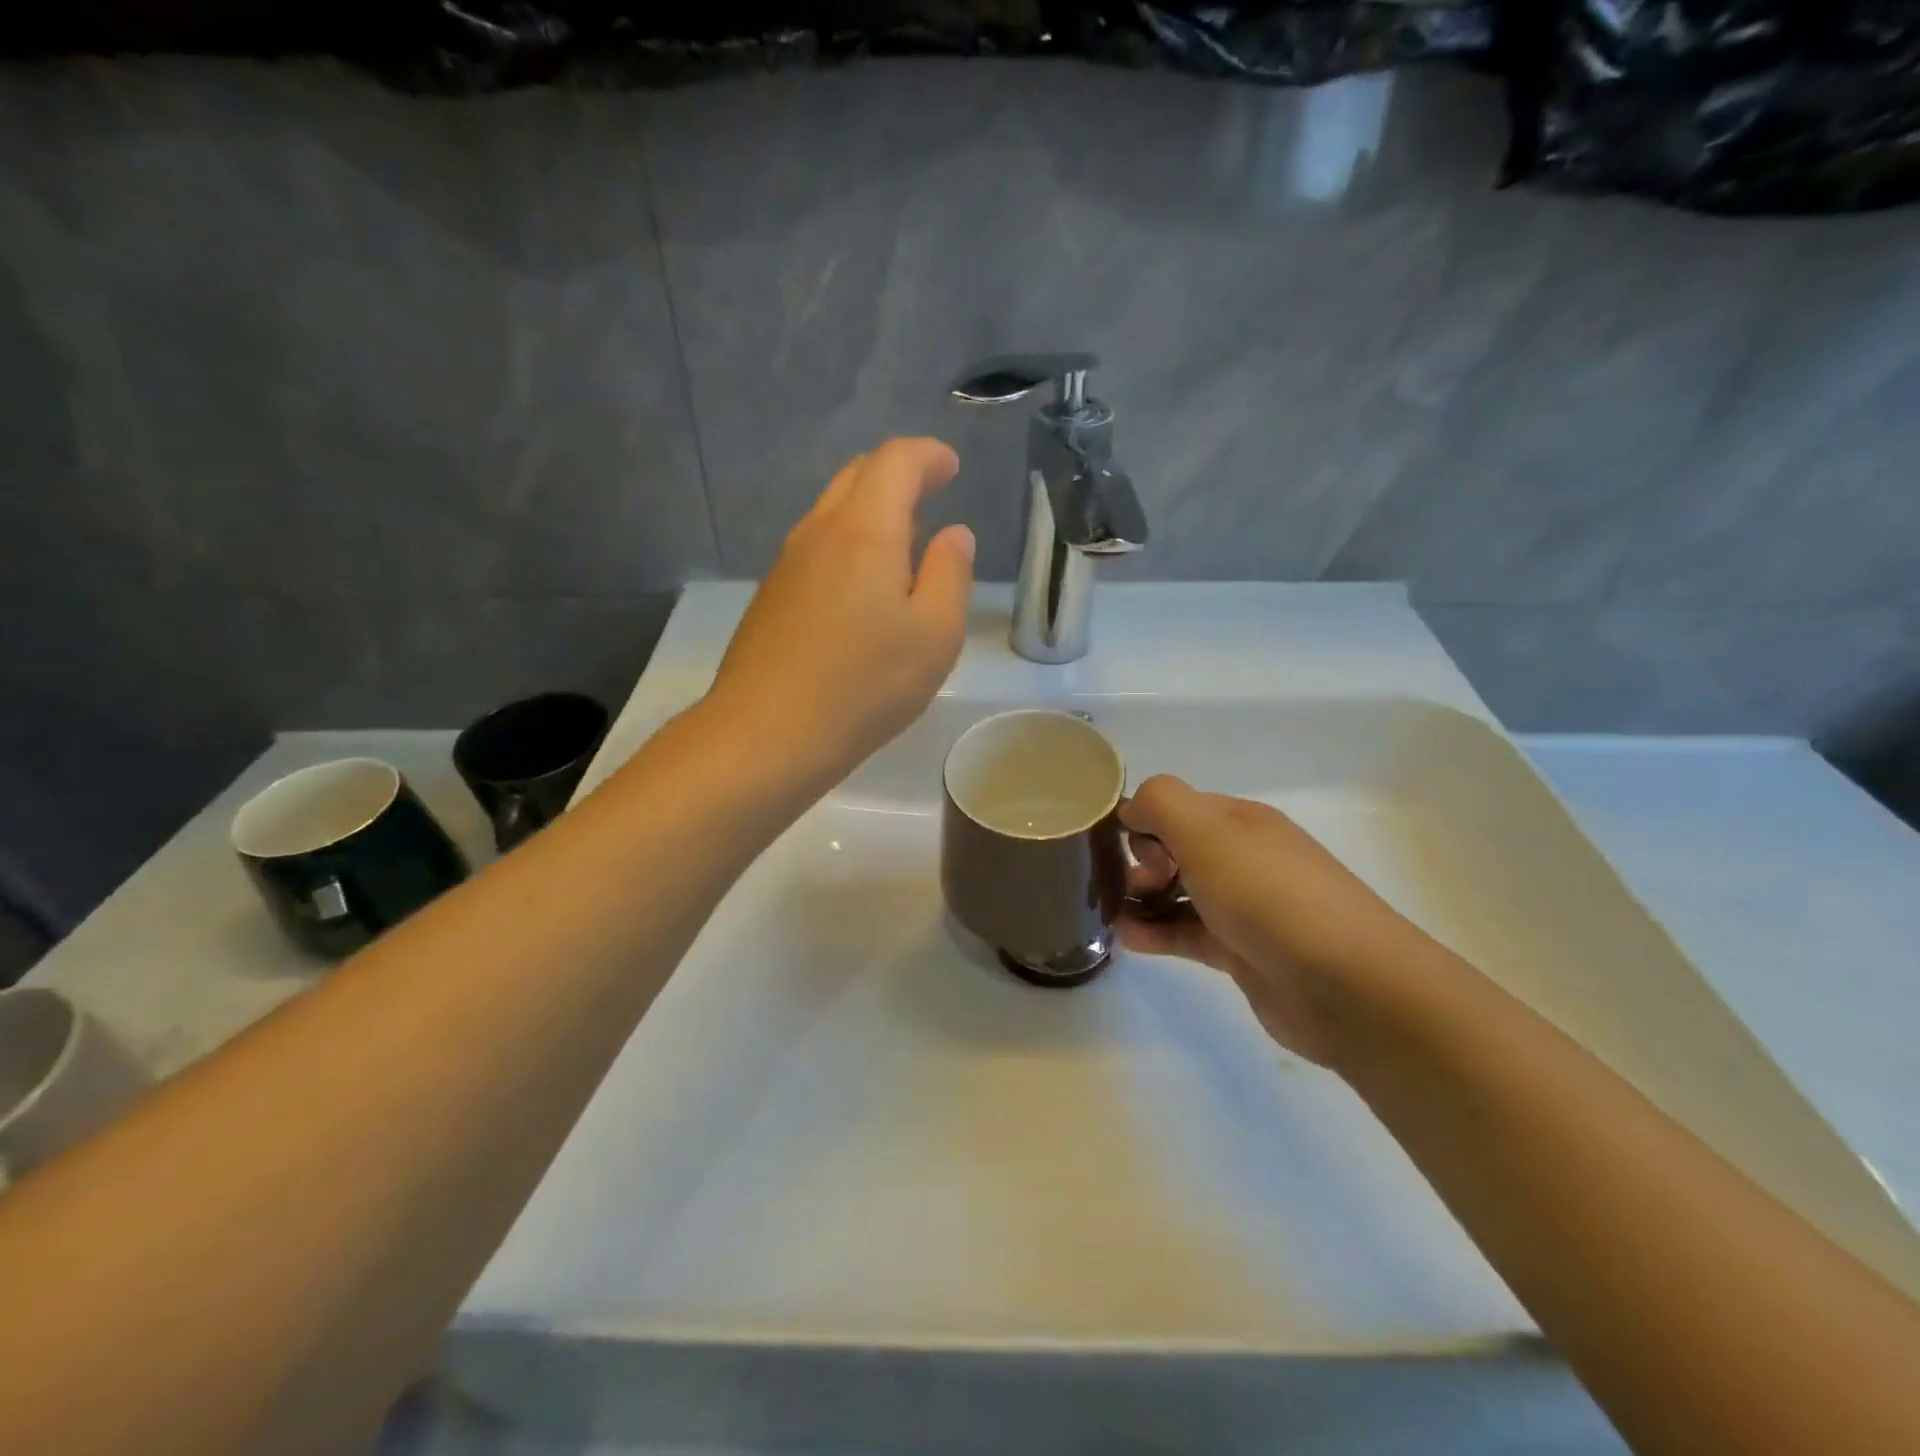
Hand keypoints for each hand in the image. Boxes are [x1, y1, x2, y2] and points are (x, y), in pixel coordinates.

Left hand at [707, 438, 975, 784]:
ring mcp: (787, 564)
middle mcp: (819, 533)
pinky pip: (816, 547)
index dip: (928, 456)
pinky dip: (847, 541)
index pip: (895, 462)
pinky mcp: (771, 597)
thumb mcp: (934, 635)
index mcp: (865, 530)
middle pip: (857, 476)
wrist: (766, 734)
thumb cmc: (864, 685)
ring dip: (869, 508)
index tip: (951, 467)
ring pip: (831, 511)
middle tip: (930, 490)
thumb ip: (950, 575)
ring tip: (901, 536)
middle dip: (897, 473)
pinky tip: (861, 583)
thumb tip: (954, 534)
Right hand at [1118, 776, 1424, 1063]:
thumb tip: (1131, 810)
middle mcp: (1242, 858)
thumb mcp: (1207, 831)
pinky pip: (1188, 933)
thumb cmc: (1269, 895)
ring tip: (1111, 915)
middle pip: (1176, 849)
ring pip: (1179, 893)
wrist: (1347, 986)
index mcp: (1239, 821)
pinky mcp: (1241, 953)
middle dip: (1141, 860)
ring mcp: (1244, 907)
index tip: (1133, 850)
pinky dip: (1157, 933)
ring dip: (1142, 899)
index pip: (1176, 806)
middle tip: (1131, 884)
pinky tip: (1130, 940)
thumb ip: (1160, 804)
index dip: (1144, 821)